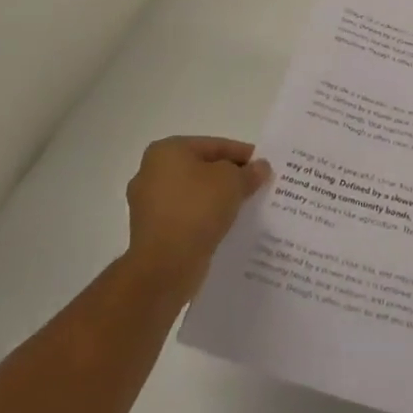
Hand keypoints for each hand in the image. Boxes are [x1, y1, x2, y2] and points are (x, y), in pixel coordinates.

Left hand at [125, 136, 270, 298]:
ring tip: (245, 207)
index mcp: (167, 151)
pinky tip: (225, 226)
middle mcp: (151, 173)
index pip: (215, 145)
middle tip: (256, 186)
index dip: (243, 154)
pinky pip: (186, 217)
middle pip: (202, 169)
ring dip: (217, 200)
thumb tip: (260, 167)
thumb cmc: (196, 210)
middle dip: (229, 178)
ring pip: (194, 195)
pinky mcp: (151, 232)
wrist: (163, 267)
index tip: (264, 166)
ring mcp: (148, 205)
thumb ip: (248, 172)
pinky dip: (204, 219)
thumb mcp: (232, 182)